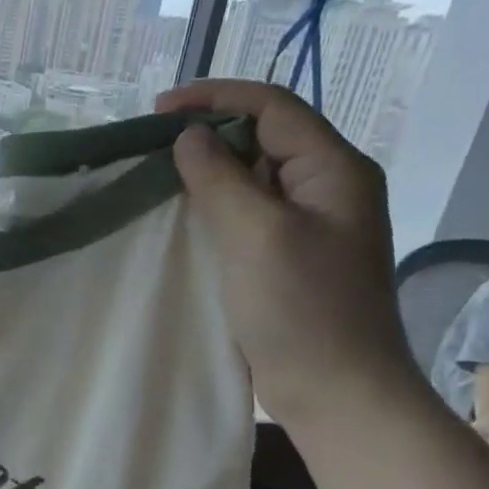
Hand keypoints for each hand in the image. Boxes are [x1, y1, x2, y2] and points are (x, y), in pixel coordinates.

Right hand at [156, 80, 418, 425]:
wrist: (336, 390)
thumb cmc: (301, 309)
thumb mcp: (256, 234)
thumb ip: (220, 177)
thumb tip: (189, 136)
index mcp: (334, 169)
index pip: (272, 107)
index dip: (214, 98)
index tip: (157, 112)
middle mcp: (327, 187)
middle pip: (264, 138)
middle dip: (208, 132)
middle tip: (151, 147)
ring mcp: (310, 225)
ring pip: (253, 178)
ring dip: (208, 171)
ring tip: (158, 177)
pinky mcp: (289, 257)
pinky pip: (248, 214)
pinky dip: (214, 207)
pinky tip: (183, 218)